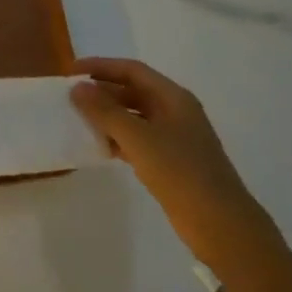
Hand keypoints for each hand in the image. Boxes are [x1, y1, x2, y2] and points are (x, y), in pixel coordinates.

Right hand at [72, 57, 267, 260]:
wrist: (221, 224)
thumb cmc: (180, 172)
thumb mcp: (138, 138)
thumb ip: (105, 111)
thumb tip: (78, 87)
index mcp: (173, 97)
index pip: (132, 70)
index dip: (101, 66)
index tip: (71, 71)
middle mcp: (175, 111)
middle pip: (133, 91)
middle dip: (102, 91)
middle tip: (71, 97)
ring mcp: (175, 137)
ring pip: (134, 116)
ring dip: (108, 116)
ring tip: (79, 120)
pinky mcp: (171, 161)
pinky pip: (138, 140)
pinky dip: (118, 139)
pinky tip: (100, 147)